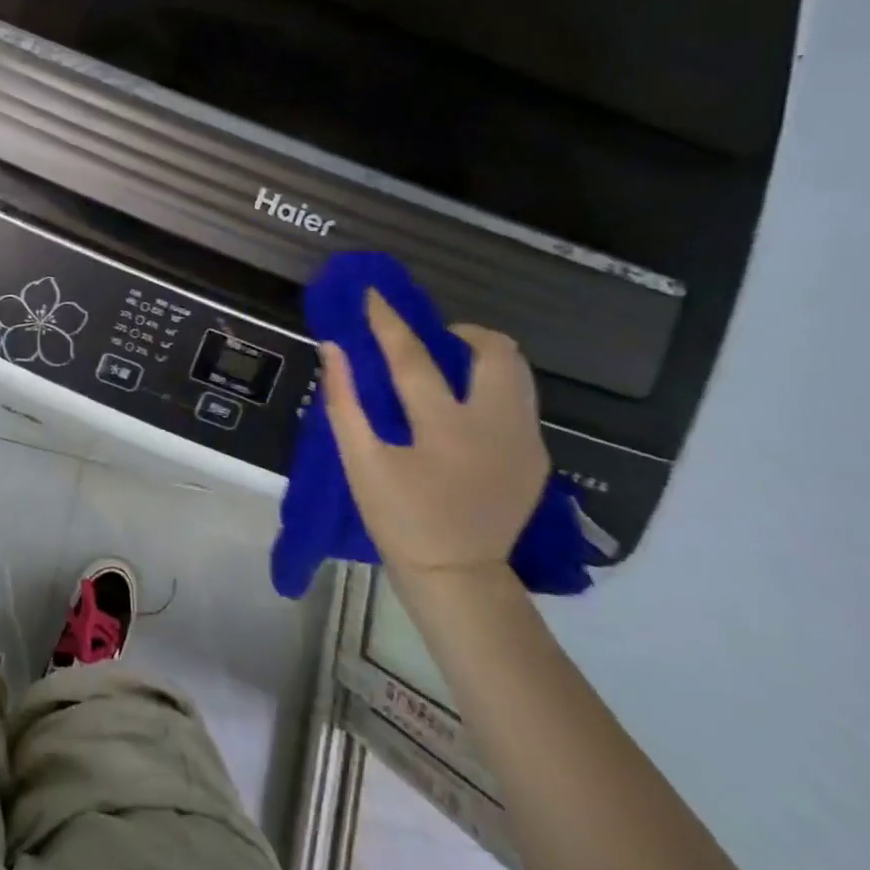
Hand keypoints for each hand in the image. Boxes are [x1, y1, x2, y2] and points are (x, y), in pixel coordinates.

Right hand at [320, 290, 549, 575]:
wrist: (457, 575)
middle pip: (496, 351)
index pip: (413, 358)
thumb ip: (344, 401)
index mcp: (445, 430)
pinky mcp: (536, 454)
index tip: (372, 294)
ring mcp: (525, 440)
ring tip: (449, 366)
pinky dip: (492, 384)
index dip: (388, 322)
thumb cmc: (399, 518)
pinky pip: (520, 398)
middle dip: (461, 331)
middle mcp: (497, 427)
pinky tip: (464, 406)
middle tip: (428, 342)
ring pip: (518, 371)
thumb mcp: (360, 463)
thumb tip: (333, 348)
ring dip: (482, 355)